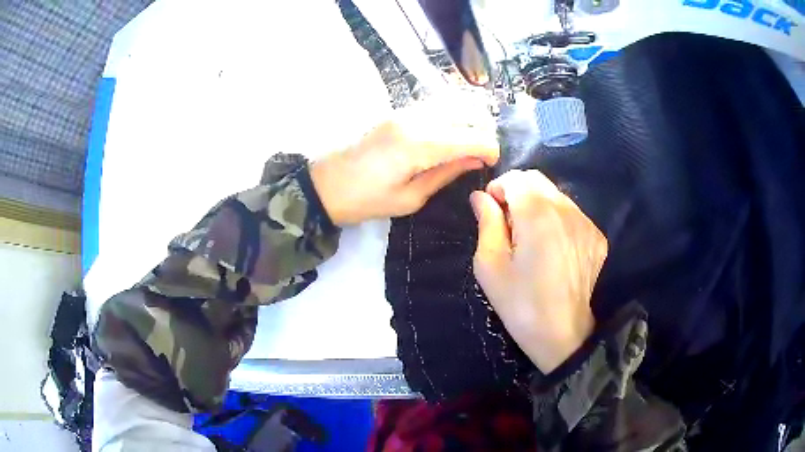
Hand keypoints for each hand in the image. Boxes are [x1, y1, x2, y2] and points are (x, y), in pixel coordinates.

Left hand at [310, 96, 498, 225]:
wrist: (325, 184)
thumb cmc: (365, 200)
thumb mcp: (410, 198)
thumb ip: (446, 174)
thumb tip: (475, 160)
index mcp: (420, 145)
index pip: (472, 137)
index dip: (490, 148)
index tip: (492, 163)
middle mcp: (416, 119)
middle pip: (467, 112)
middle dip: (485, 131)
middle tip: (484, 154)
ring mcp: (405, 110)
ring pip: (453, 101)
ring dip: (471, 117)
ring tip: (473, 141)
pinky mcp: (398, 110)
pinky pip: (436, 103)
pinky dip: (453, 112)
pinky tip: (455, 129)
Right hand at [470, 169, 607, 372]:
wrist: (563, 336)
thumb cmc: (520, 304)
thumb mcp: (490, 266)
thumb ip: (486, 223)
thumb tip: (480, 197)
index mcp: (537, 214)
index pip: (516, 178)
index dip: (498, 188)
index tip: (491, 211)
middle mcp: (566, 210)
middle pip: (537, 180)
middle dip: (517, 192)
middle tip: (508, 224)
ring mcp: (585, 223)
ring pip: (556, 195)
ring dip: (538, 205)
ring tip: (531, 238)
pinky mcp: (596, 237)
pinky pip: (572, 213)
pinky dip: (557, 219)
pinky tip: (552, 249)